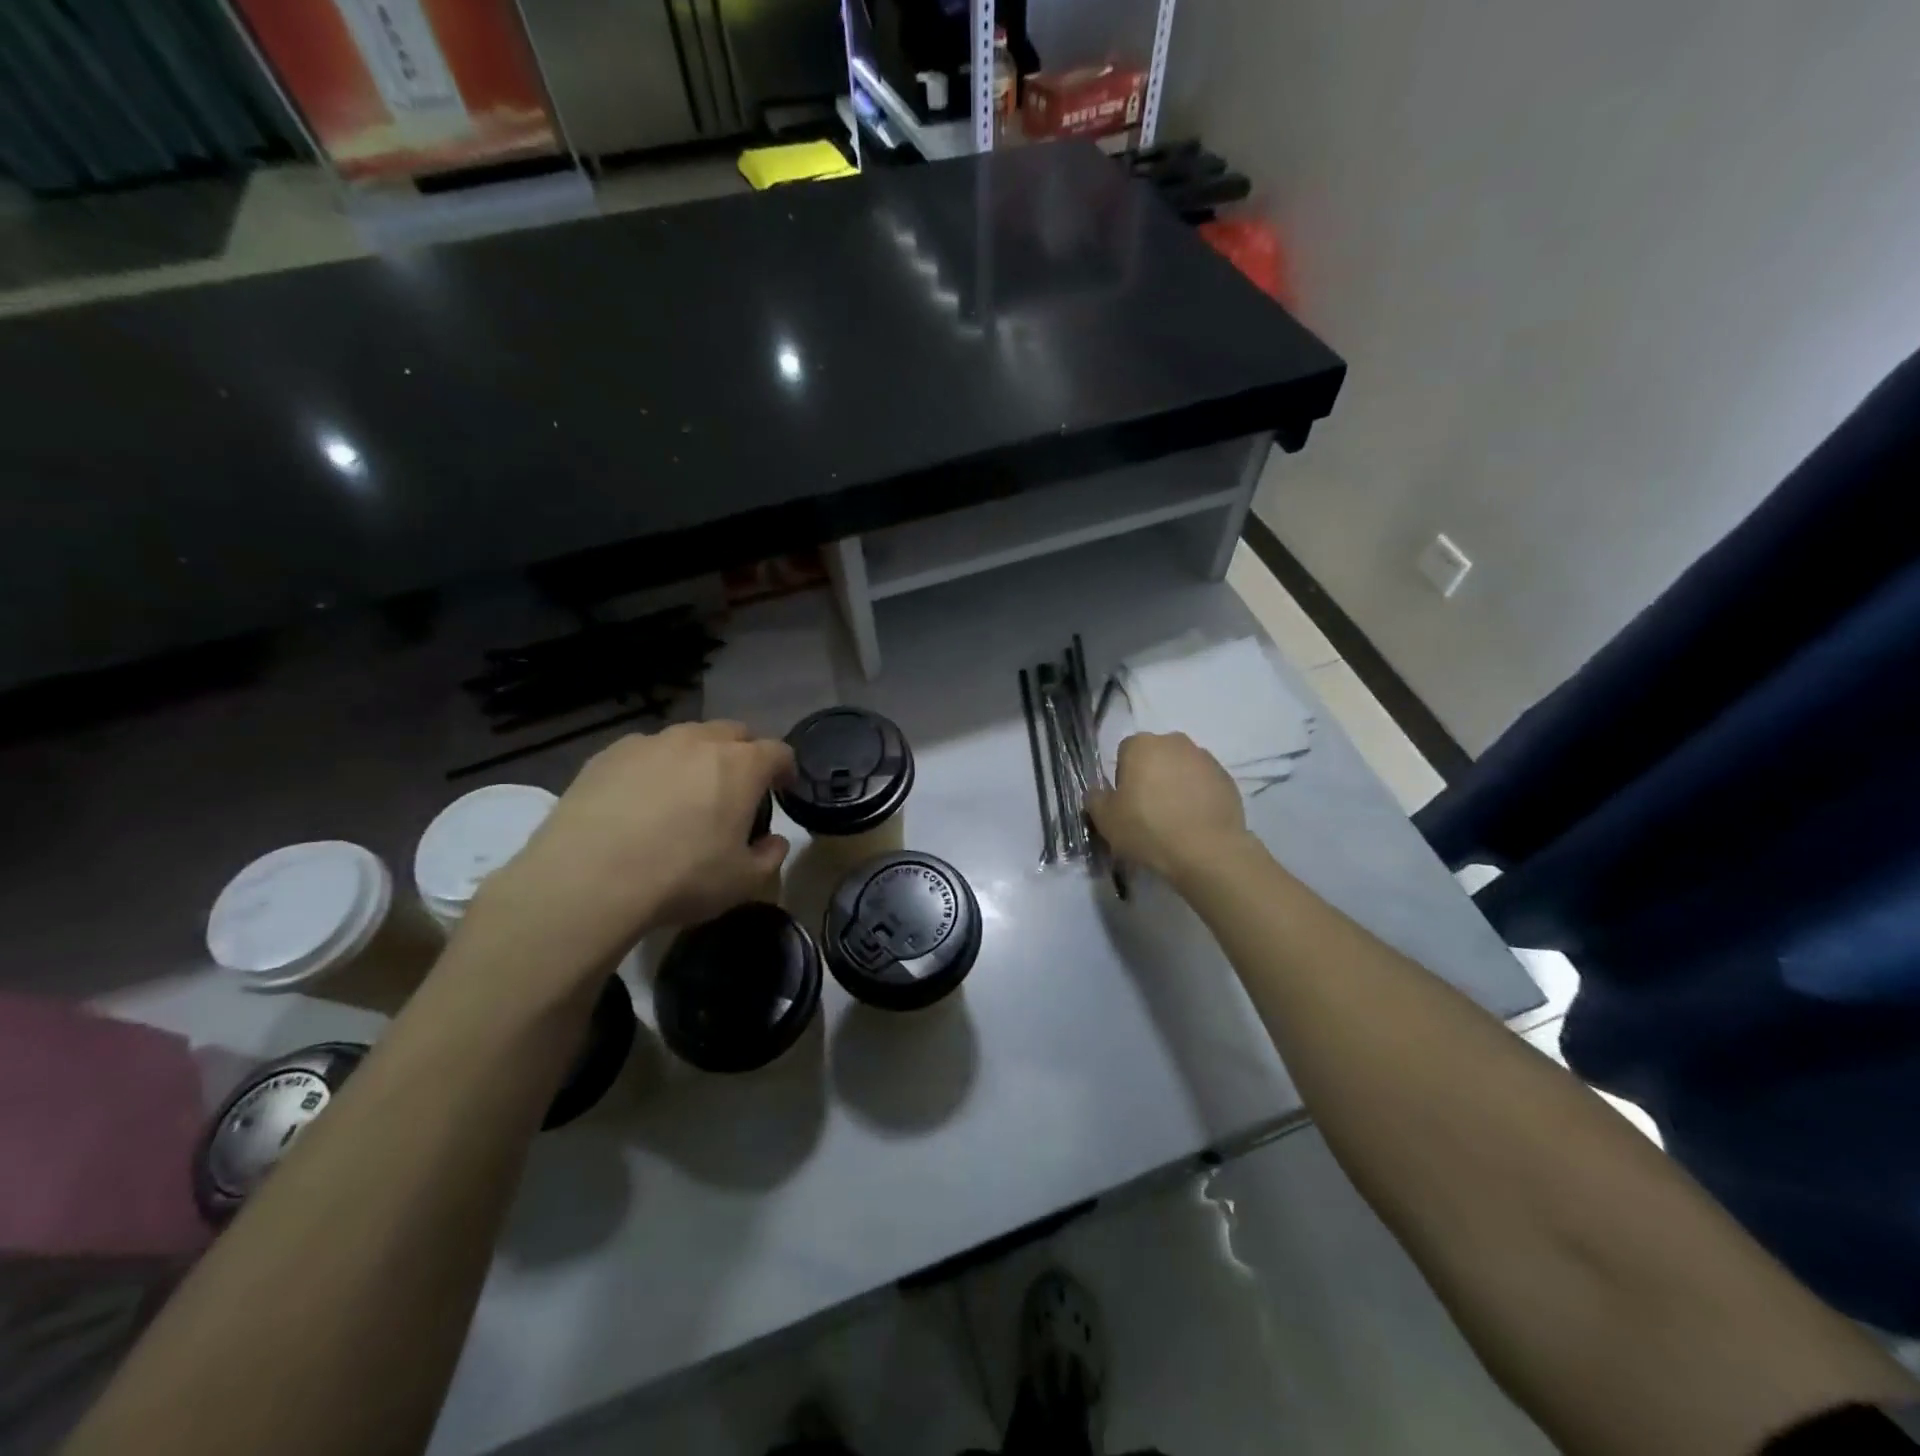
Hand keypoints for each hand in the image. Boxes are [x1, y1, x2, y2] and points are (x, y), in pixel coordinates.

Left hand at [464, 722, 792, 979]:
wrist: (588, 879)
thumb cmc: (681, 878)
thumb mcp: (743, 882)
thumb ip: (770, 857)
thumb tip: (774, 842)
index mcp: (741, 766)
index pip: (778, 752)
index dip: (786, 770)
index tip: (783, 790)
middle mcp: (700, 741)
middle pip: (734, 732)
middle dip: (744, 753)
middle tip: (737, 788)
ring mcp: (651, 743)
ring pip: (688, 737)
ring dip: (698, 756)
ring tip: (686, 792)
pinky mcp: (608, 754)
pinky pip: (644, 751)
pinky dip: (654, 767)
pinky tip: (640, 800)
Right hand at [1085, 732, 1250, 881]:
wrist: (1207, 851)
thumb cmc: (1148, 829)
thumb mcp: (1105, 819)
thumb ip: (1095, 799)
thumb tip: (1098, 792)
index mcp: (1142, 745)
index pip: (1125, 752)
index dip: (1122, 778)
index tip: (1126, 803)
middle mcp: (1175, 742)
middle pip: (1155, 756)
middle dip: (1151, 776)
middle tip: (1148, 810)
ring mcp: (1205, 759)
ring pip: (1181, 768)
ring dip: (1175, 785)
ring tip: (1174, 819)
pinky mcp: (1227, 779)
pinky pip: (1204, 783)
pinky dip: (1198, 796)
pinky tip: (1194, 822)